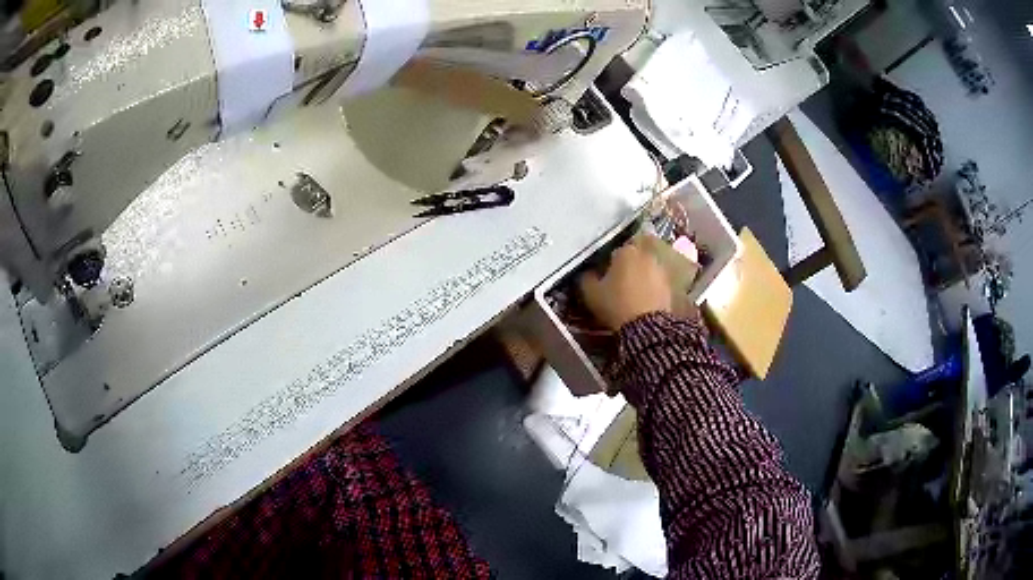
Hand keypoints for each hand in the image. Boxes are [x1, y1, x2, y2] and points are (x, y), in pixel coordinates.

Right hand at [578, 239, 672, 330]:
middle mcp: (645, 255)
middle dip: (624, 270)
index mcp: (625, 251)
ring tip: (630, 297)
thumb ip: (586, 278)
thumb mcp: (591, 293)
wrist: (646, 326)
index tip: (602, 279)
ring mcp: (660, 270)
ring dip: (638, 279)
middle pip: (631, 260)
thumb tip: (587, 273)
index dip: (606, 266)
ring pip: (644, 271)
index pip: (612, 252)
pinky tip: (641, 303)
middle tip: (616, 287)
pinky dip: (648, 290)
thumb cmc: (615, 304)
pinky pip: (654, 284)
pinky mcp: (669, 285)